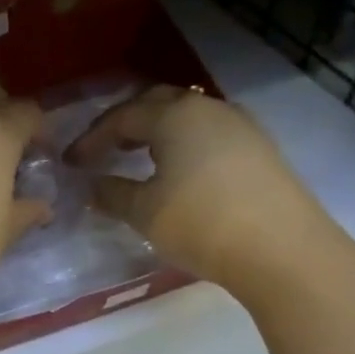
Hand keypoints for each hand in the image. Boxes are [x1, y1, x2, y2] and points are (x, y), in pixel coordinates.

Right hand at [65, 85, 350, 298]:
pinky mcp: (259, 149)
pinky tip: (176, 170)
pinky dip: (182, 143)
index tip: (71, 162)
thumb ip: (111, 192)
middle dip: (124, 122)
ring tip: (136, 157)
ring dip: (155, 131)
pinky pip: (208, 133)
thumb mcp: (143, 211)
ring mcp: (240, 126)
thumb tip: (92, 185)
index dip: (91, 138)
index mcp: (174, 116)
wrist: (283, 251)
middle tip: (102, 148)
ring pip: (186, 116)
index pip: (121, 117)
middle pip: (156, 102)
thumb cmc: (200, 223)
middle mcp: (208, 109)